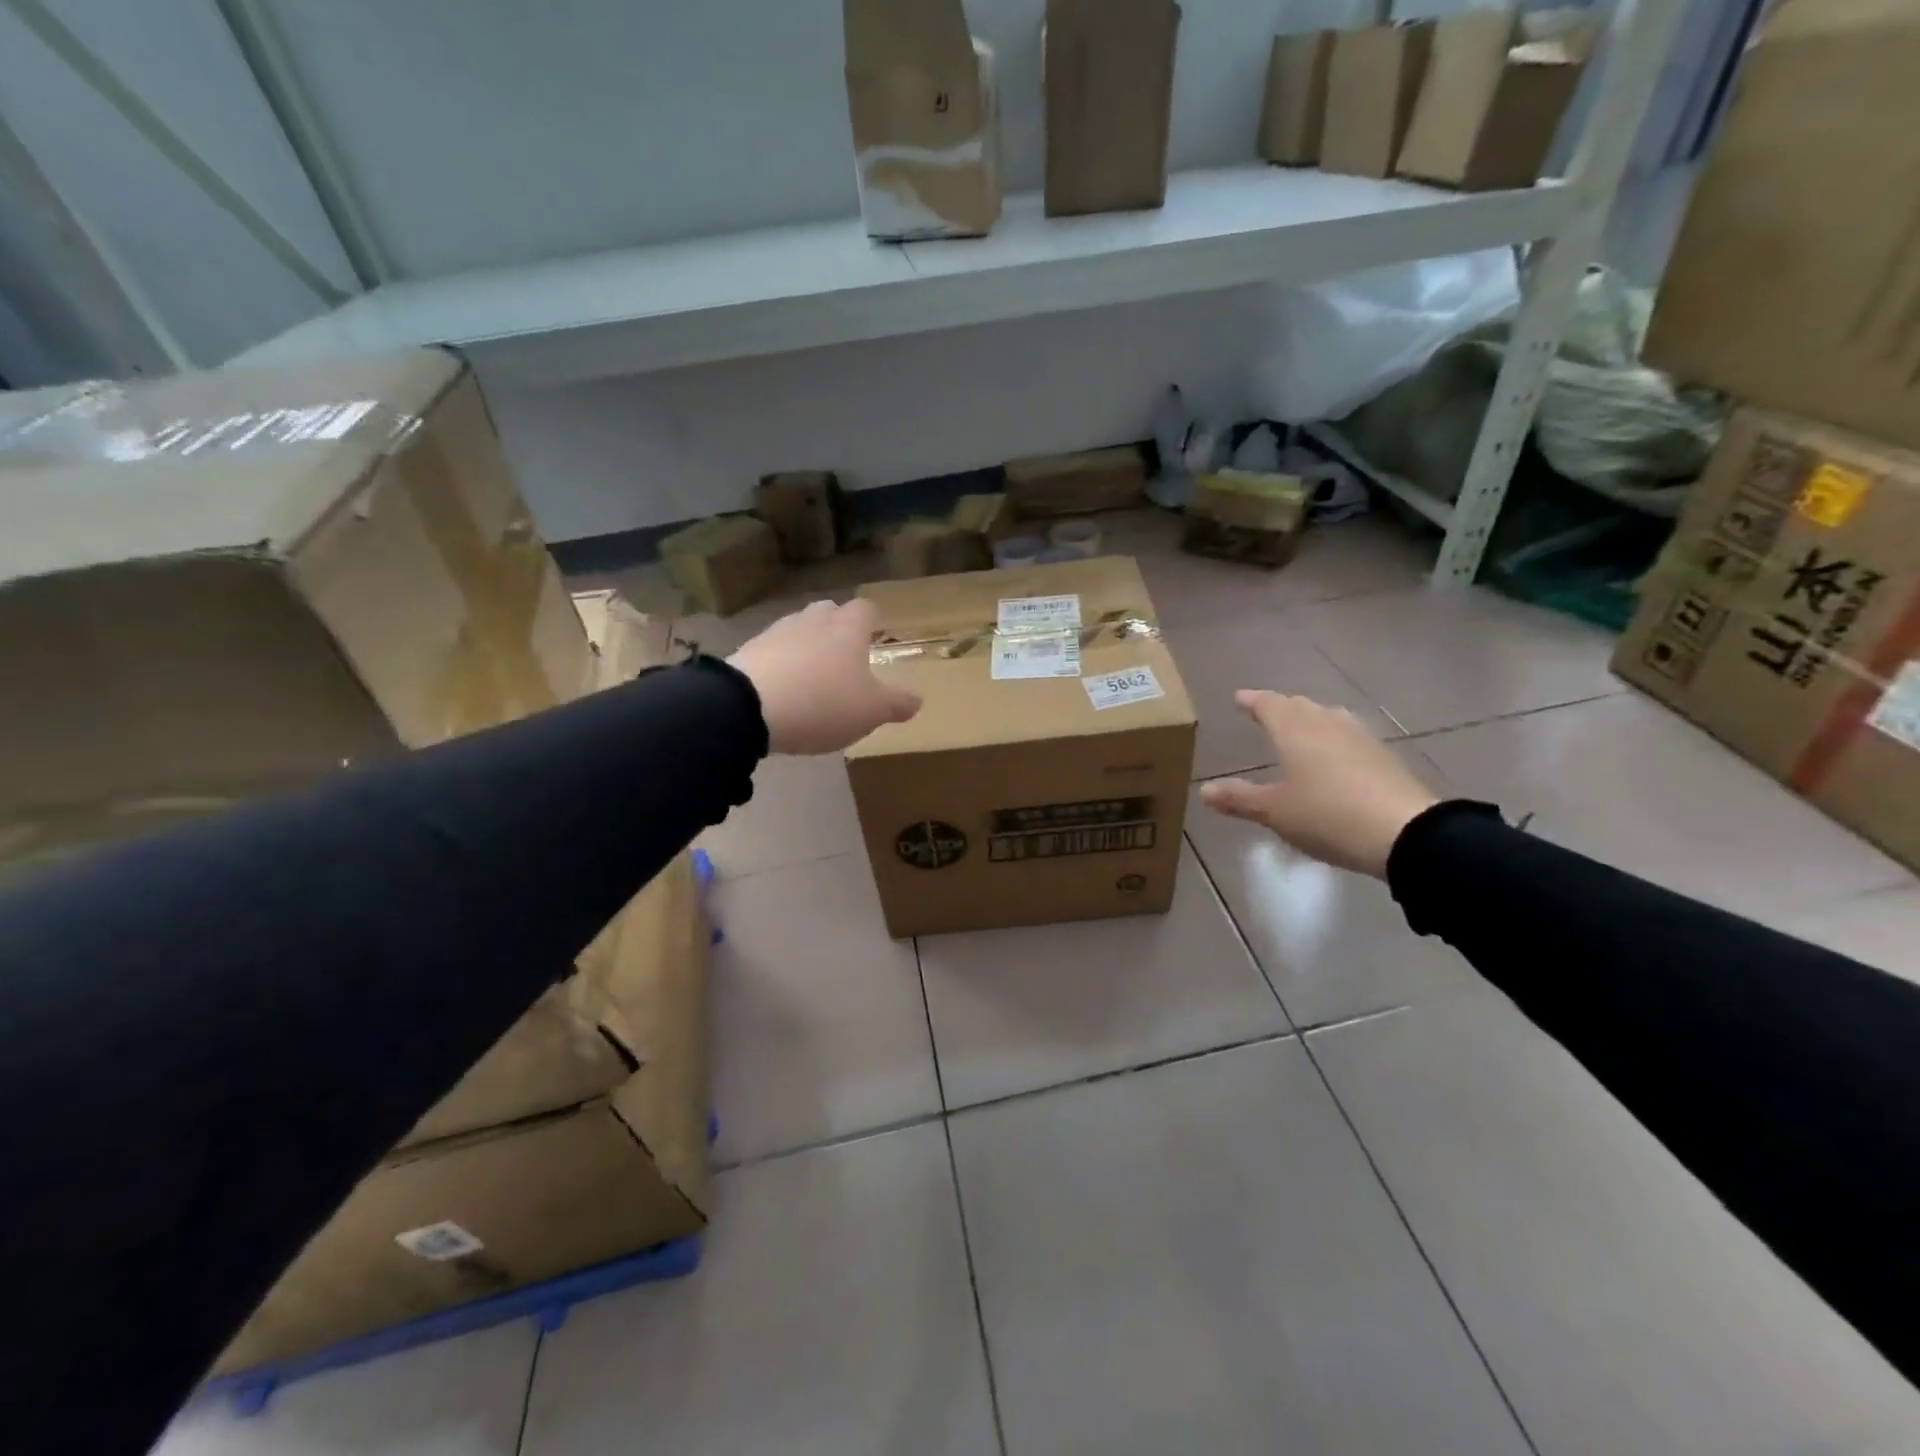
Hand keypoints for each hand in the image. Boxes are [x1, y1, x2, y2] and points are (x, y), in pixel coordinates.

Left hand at [728, 599, 921, 754]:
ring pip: (798, 629)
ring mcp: (776, 632)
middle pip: (829, 611)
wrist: (749, 707)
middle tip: (845, 654)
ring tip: (812, 676)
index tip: (876, 633)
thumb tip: (917, 699)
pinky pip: (772, 651)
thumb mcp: (872, 710)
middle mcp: (813, 620)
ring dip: (807, 646)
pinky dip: (781, 664)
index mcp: (848, 628)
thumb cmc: (823, 702)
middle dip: (837, 627)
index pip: (866, 609)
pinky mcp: (748, 651)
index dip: (873, 620)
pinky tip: (782, 690)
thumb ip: (897, 703)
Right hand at [1199, 692, 1438, 877]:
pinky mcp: (1384, 757)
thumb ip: (1240, 799)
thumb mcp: (1275, 812)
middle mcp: (1327, 725)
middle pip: (1301, 706)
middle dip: (1282, 707)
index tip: (1240, 697)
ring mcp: (1360, 738)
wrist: (1405, 833)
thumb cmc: (1327, 815)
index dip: (1253, 701)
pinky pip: (1350, 736)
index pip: (1269, 705)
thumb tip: (1204, 790)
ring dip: (1311, 718)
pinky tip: (1336, 754)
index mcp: (1295, 731)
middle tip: (1267, 711)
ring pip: (1329, 717)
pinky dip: (1334, 738)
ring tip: (1302, 727)